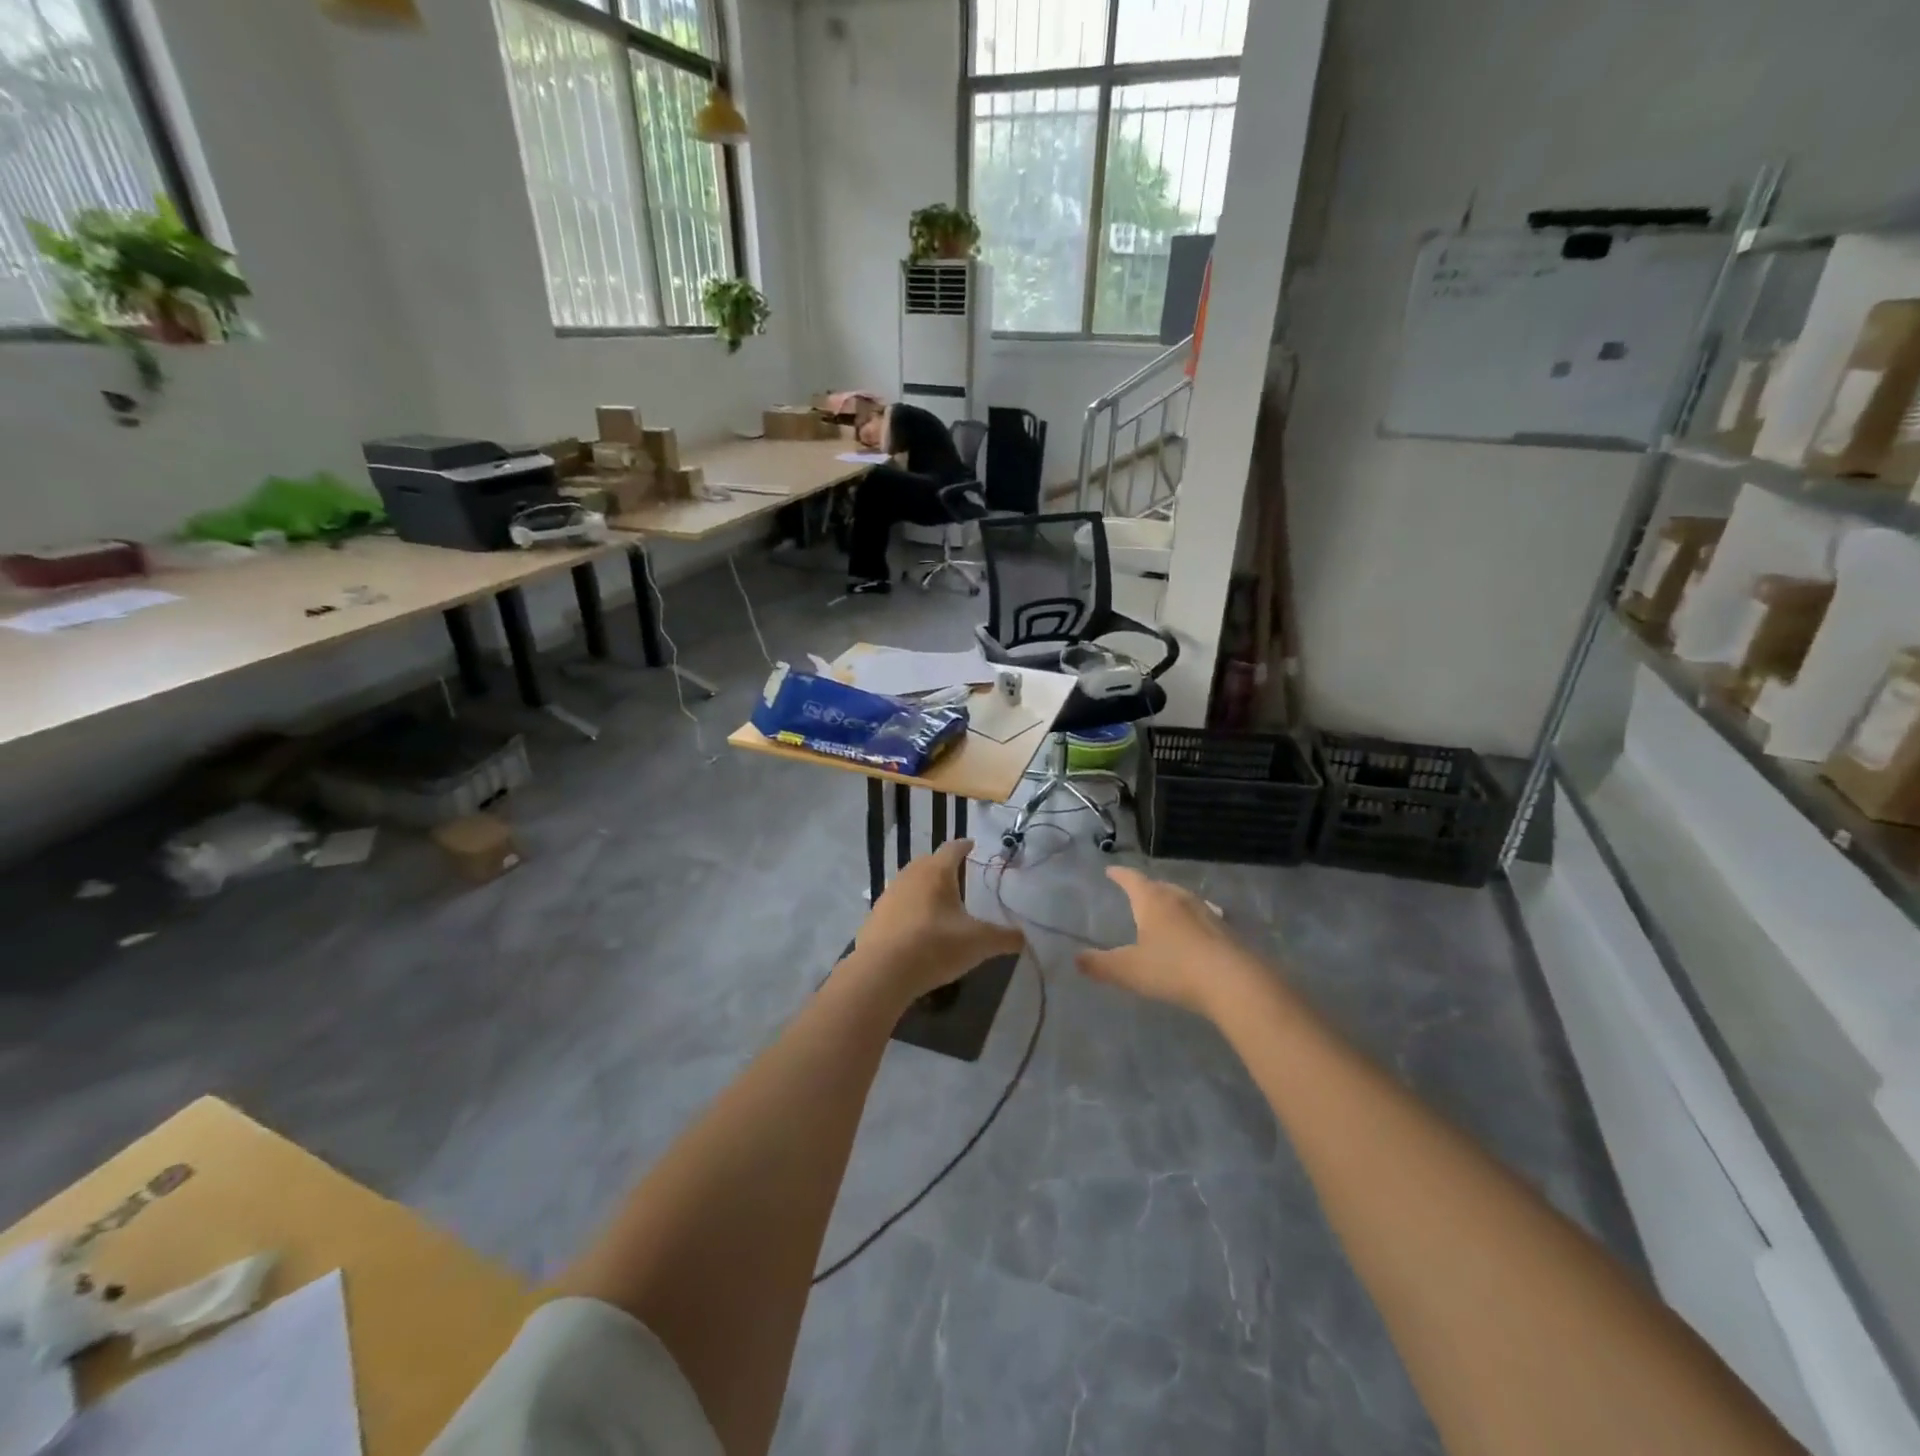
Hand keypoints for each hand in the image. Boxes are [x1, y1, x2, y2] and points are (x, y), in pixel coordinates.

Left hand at [852, 840, 1024, 1002]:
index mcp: (937, 871)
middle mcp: (910, 875)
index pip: (953, 848)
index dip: (965, 846)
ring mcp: (889, 895)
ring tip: (939, 905)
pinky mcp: (874, 916)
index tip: (973, 846)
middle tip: (960, 878)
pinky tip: (916, 929)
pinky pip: (897, 906)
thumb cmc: (936, 946)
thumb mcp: (979, 944)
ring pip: (911, 883)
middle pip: (929, 862)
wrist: (882, 972)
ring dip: (925, 889)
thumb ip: (1004, 938)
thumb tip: (1023, 938)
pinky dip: (909, 911)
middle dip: (944, 867)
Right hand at [1075, 867, 1265, 1017]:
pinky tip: (1195, 929)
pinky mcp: (1225, 930)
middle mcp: (1178, 899)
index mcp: (1152, 901)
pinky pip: (1201, 916)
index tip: (1110, 871)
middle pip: (1159, 886)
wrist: (1232, 982)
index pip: (1132, 879)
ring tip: (1164, 909)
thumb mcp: (1129, 970)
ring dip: (1170, 901)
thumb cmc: (1173, 969)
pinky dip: (1191, 919)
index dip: (1119, 875)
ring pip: (1182, 899)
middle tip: (1136, 892)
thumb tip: (1076, 959)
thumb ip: (1100, 964)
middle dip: (1146, 887)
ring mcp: (1205, 912)